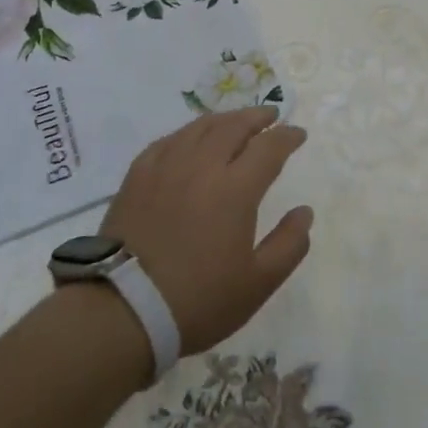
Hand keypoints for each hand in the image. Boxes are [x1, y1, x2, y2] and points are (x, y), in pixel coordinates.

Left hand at [100, 107, 311, 355]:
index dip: (287, 136)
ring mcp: (166, 167)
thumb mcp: (257, 284)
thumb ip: (289, 245)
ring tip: (235, 122)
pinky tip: (190, 140)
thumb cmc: (198, 301)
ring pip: (200, 127)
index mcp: (236, 189)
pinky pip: (168, 141)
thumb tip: (304, 212)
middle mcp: (202, 166)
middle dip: (257, 117)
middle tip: (270, 116)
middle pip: (234, 126)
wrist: (122, 311)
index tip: (299, 134)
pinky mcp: (137, 176)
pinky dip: (188, 133)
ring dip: (224, 119)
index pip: (269, 147)